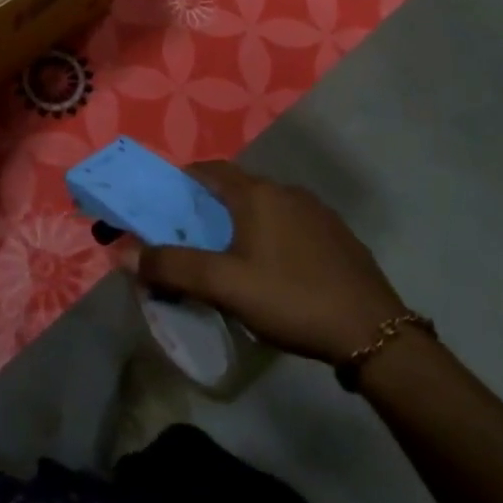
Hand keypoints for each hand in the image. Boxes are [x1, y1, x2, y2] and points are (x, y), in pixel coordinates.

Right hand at [127, 161, 408, 364]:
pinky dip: (274, 236)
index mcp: (257, 194)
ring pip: (267, 207)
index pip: (210, 170)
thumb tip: (127, 254)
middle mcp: (286, 191)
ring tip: (232, 257)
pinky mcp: (339, 236)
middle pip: (238, 188)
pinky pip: (293, 225)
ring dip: (244, 223)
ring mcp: (318, 212)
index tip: (166, 203)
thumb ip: (173, 268)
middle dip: (212, 207)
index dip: (184, 181)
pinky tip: (277, 272)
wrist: (375, 333)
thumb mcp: (224, 286)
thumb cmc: (291, 299)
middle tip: (194, 238)